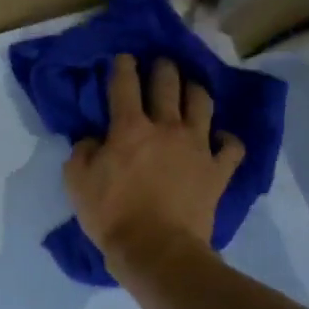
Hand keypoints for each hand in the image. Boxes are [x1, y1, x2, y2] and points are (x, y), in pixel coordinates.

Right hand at [65, 53, 245, 268]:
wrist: (157, 250)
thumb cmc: (111, 215)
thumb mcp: (76, 183)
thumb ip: (82, 152)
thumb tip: (92, 139)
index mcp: (129, 128)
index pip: (125, 85)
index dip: (123, 66)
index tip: (124, 58)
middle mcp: (166, 127)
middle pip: (168, 84)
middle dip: (163, 68)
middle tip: (161, 64)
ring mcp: (198, 146)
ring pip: (202, 104)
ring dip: (195, 90)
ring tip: (191, 88)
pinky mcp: (218, 170)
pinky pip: (232, 146)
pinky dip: (227, 138)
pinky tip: (220, 138)